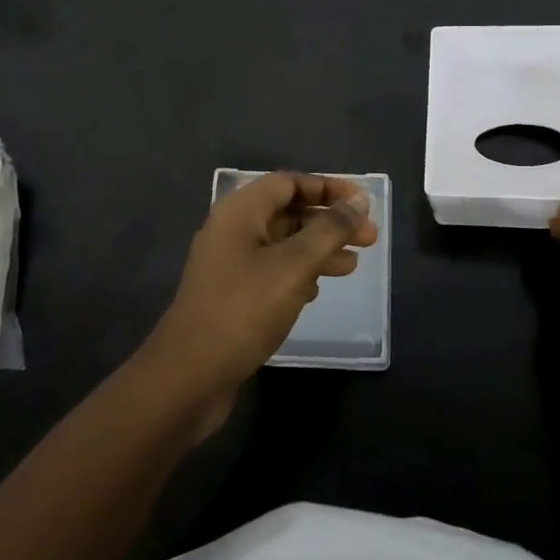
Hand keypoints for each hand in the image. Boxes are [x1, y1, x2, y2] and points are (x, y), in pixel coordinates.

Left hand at [142, 172, 377, 430]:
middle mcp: (232, 229)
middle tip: (369, 238)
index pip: (289, 182)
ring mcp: (229, 264)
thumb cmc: (243, 310)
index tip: (362, 203)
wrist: (189, 377)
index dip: (328, 188)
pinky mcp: (231, 294)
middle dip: (329, 222)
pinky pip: (272, 270)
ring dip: (318, 248)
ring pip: (283, 243)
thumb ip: (329, 230)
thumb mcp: (294, 266)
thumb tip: (358, 202)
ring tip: (353, 265)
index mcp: (240, 211)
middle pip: (288, 212)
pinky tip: (319, 288)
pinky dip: (299, 272)